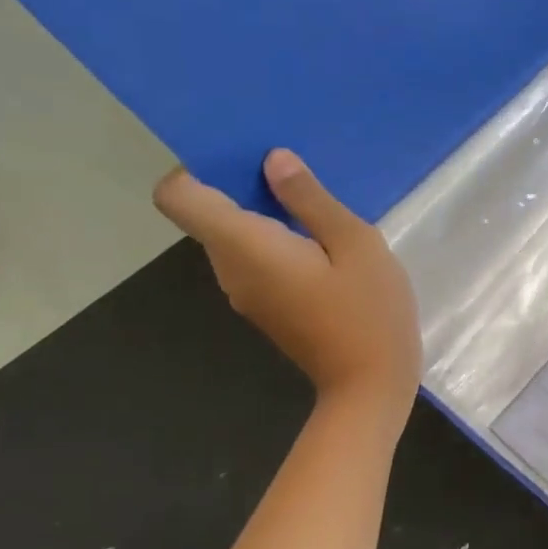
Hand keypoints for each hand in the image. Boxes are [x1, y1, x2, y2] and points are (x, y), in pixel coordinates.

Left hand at [153, 150, 421, 425]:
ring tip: (320, 209)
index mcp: (245, 246)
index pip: (177, 196)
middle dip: (244, 186)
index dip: (199, 169)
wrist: (370, 387)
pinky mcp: (266, 308)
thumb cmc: (368, 313)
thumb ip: (311, 200)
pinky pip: (256, 260)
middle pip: (209, 213)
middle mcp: (231, 269)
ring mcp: (246, 294)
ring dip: (266, 215)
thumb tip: (273, 160)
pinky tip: (325, 249)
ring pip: (236, 238)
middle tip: (300, 176)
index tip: (248, 160)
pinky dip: (277, 243)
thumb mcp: (356, 245)